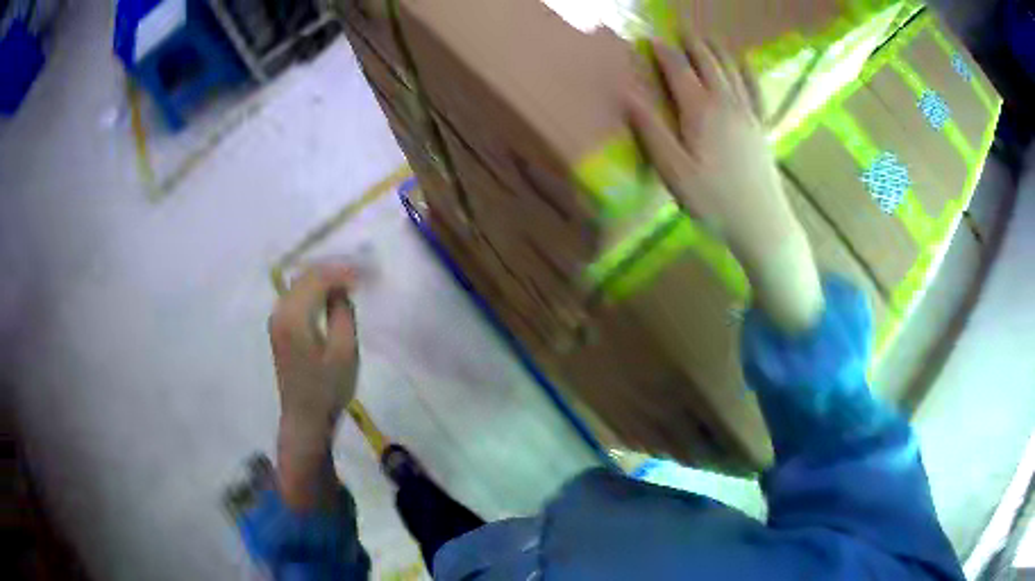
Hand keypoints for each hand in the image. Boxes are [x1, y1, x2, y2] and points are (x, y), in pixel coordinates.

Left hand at [268, 265, 357, 508]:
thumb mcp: (345, 351)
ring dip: (324, 278)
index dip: (343, 271)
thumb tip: (341, 289)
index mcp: (294, 316)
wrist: (305, 418)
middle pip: (306, 276)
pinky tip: (331, 295)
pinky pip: (297, 296)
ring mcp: (277, 319)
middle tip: (361, 273)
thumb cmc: (327, 389)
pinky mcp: (280, 327)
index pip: (318, 278)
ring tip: (350, 281)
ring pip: (300, 284)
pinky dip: (315, 290)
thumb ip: (343, 313)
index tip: (367, 273)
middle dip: (333, 269)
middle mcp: (280, 311)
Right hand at [625, 22, 822, 332]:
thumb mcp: (674, 172)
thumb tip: (627, 96)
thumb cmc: (714, 202)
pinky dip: (747, 70)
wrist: (762, 223)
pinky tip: (744, 62)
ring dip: (717, 49)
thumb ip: (651, 131)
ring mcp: (749, 113)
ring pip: (731, 69)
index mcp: (700, 111)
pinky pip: (756, 88)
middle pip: (707, 62)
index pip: (678, 70)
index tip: (651, 37)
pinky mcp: (763, 126)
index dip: (664, 51)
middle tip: (680, 27)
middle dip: (691, 42)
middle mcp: (726, 103)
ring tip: (707, 36)